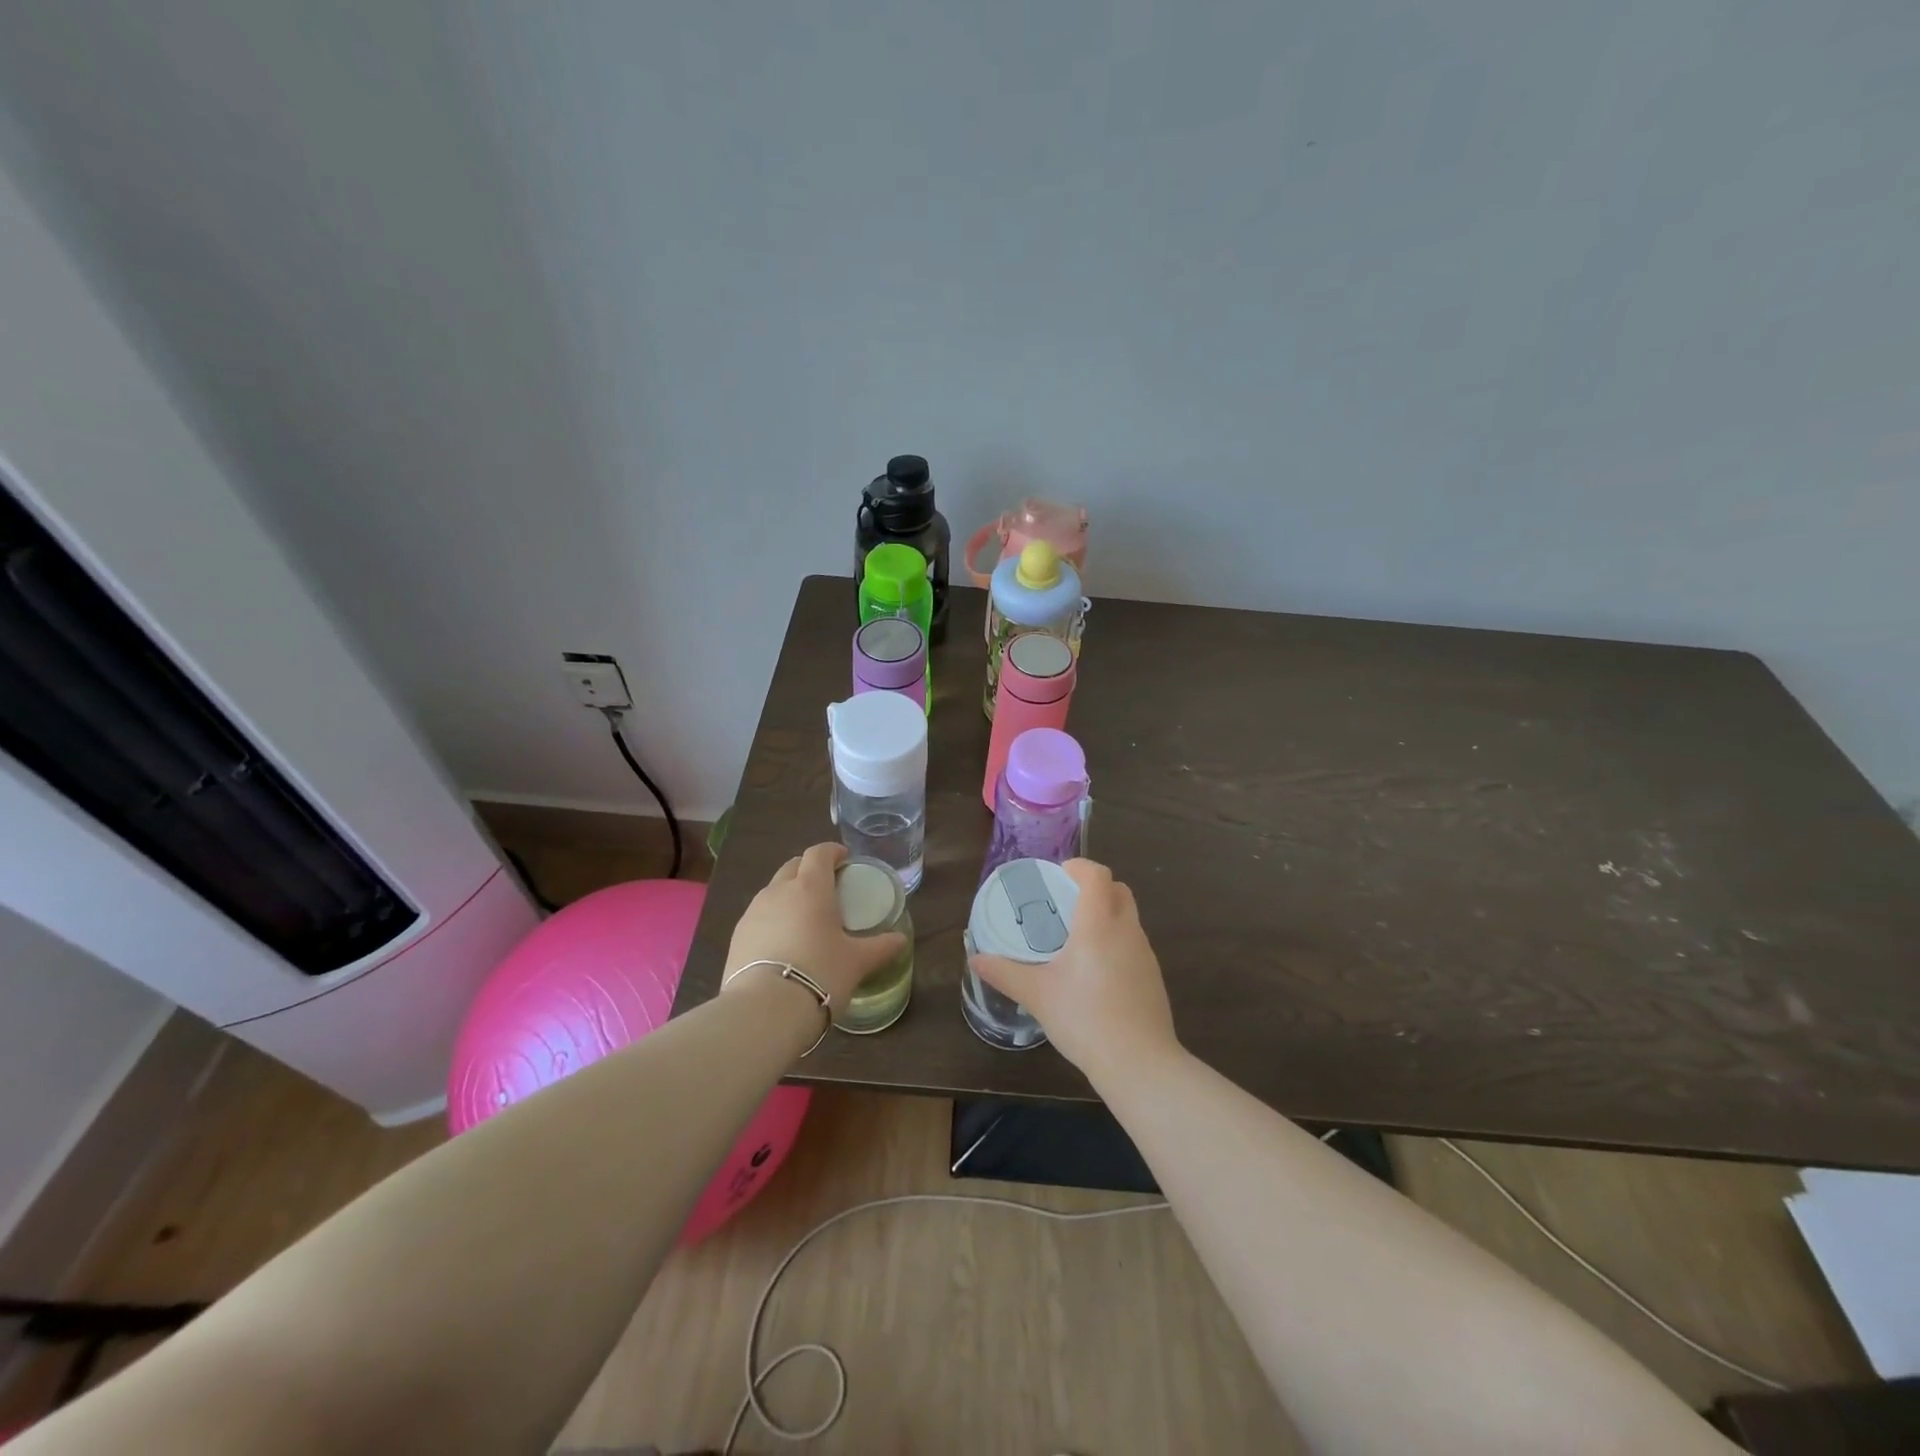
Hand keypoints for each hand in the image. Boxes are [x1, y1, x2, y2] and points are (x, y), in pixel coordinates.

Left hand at [723, 843, 907, 1014]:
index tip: (844, 860)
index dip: (832, 852)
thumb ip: (881, 947)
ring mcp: (753, 912)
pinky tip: (783, 943)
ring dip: (789, 894)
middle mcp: (779, 891)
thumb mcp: (857, 962)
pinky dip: (773, 919)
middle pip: (793, 866)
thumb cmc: (820, 974)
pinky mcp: (737, 936)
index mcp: (811, 888)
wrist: (765, 1010)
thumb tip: (900, 940)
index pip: (819, 853)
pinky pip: (759, 916)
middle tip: (827, 888)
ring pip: (773, 890)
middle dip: (809, 869)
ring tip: (804, 918)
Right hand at [968, 858, 1179, 1084]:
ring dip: (1107, 915)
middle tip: (1066, 903)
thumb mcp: (1037, 994)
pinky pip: (1134, 944)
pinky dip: (1116, 941)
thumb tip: (975, 959)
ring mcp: (1145, 954)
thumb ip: (1005, 973)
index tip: (1058, 874)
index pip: (1098, 875)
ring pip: (1128, 917)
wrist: (1139, 1063)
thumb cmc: (1084, 1018)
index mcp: (1098, 924)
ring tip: (1077, 938)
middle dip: (1095, 888)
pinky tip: (1096, 972)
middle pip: (1119, 890)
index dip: (1079, 867)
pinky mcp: (1153, 977)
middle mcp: (1126, 930)